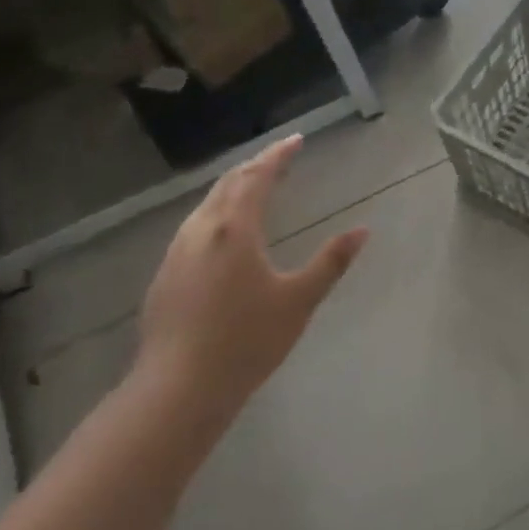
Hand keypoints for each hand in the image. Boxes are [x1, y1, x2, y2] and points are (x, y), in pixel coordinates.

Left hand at [136, 136, 367, 429]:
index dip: (278, 156)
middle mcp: (201, 231)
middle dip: (255, 166)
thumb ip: (331, 262)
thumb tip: (363, 231)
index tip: (296, 140)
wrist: (178, 389)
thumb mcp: (299, 301)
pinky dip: (217, 211)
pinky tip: (224, 231)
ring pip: (207, 204)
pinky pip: (195, 226)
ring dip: (233, 188)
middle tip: (279, 158)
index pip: (257, 177)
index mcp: (235, 229)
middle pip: (228, 184)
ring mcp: (177, 252)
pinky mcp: (165, 275)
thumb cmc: (246, 341)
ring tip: (254, 186)